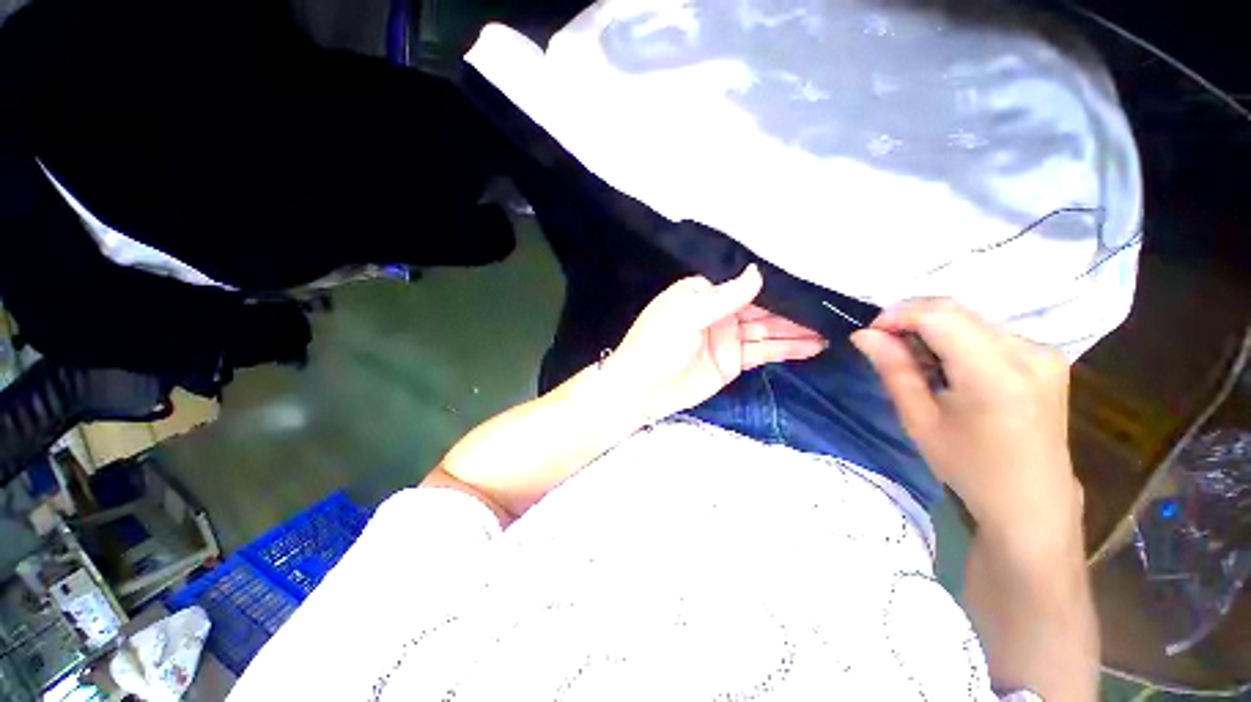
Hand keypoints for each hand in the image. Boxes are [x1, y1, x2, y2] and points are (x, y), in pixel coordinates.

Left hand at [607, 265, 826, 424]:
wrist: (641, 390)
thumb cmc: (656, 345)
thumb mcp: (686, 315)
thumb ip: (723, 296)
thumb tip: (757, 272)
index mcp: (704, 293)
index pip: (744, 283)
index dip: (775, 282)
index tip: (810, 277)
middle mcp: (719, 312)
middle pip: (762, 307)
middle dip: (793, 307)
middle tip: (831, 305)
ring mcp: (728, 338)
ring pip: (768, 330)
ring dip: (797, 329)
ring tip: (833, 326)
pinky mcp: (733, 361)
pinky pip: (764, 352)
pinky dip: (787, 349)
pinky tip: (814, 345)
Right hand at [850, 299, 1080, 539]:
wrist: (1031, 502)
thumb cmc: (969, 467)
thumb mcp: (919, 421)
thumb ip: (893, 369)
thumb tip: (863, 334)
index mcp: (996, 375)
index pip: (940, 316)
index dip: (898, 315)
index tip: (871, 334)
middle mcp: (1029, 352)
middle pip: (957, 311)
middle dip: (911, 318)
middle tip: (884, 344)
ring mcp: (1044, 352)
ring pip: (971, 318)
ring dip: (933, 328)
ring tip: (913, 359)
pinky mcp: (1047, 357)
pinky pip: (989, 331)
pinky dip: (956, 337)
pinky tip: (946, 365)